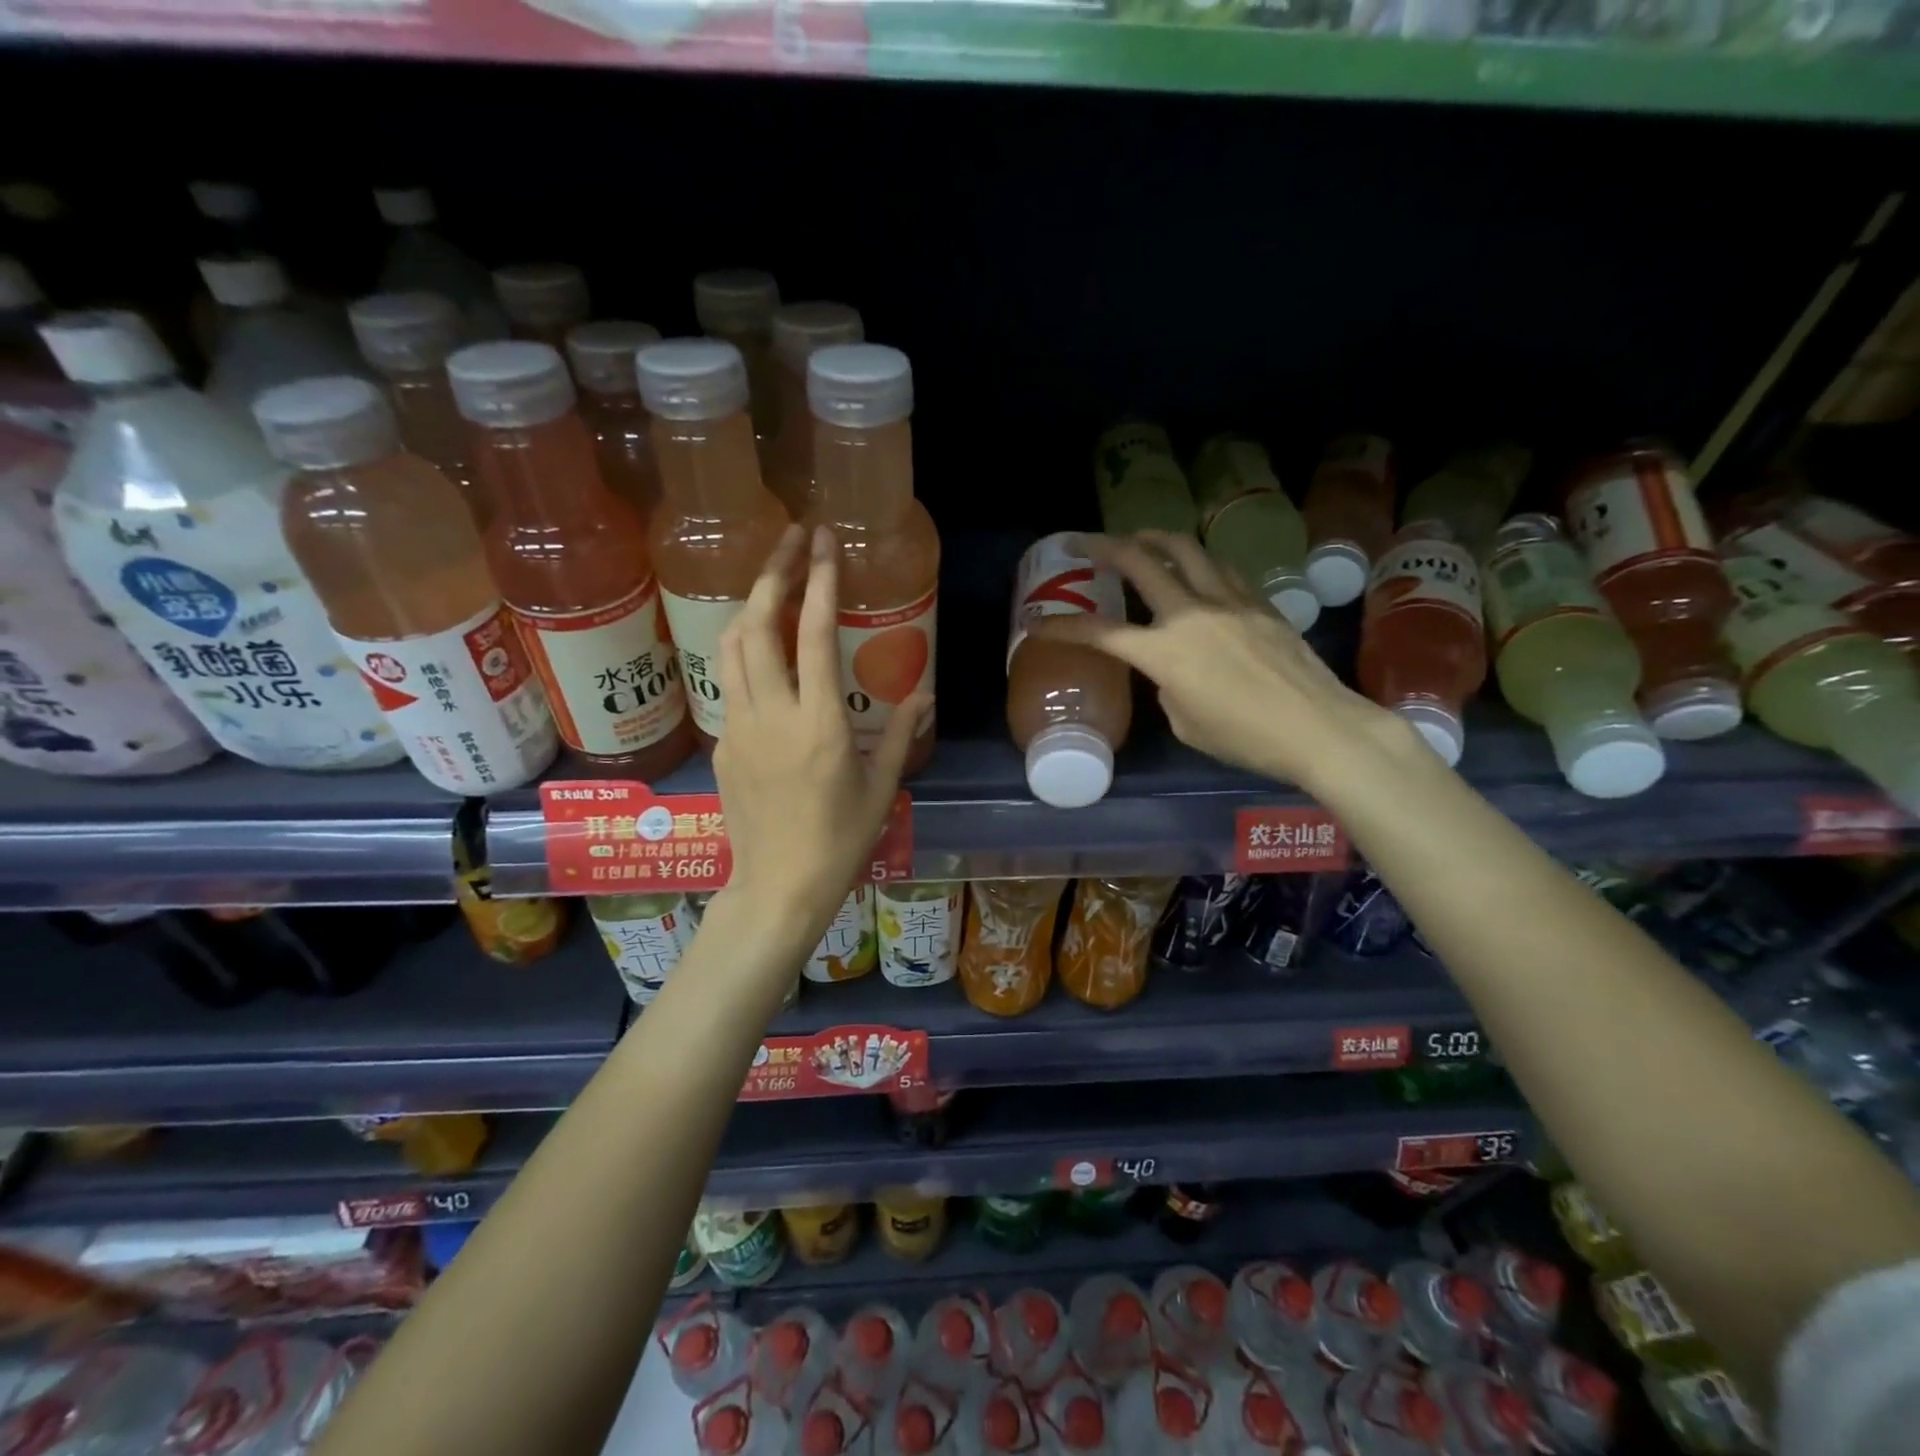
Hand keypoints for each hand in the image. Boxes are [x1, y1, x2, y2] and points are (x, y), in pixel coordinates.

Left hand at [712, 524, 926, 952]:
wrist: (778, 886)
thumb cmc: (840, 841)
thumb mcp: (882, 787)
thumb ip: (902, 732)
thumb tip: (926, 690)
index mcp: (819, 724)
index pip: (812, 634)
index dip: (819, 581)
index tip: (823, 541)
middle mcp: (772, 714)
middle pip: (758, 624)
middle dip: (773, 572)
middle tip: (791, 540)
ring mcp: (738, 727)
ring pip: (730, 646)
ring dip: (750, 605)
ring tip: (773, 583)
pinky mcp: (721, 743)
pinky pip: (726, 681)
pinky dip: (741, 649)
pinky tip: (759, 647)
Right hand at [1027, 530, 1410, 792]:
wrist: (1318, 727)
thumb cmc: (1245, 738)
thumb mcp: (1186, 723)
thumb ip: (1167, 687)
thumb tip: (1171, 669)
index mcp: (1164, 652)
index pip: (1101, 632)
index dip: (1063, 627)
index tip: (1037, 623)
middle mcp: (1191, 613)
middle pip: (1141, 563)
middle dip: (1105, 547)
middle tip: (1085, 542)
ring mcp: (1230, 601)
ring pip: (1186, 551)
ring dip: (1155, 540)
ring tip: (1140, 539)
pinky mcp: (1260, 602)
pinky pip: (1221, 568)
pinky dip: (1197, 562)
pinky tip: (1194, 567)